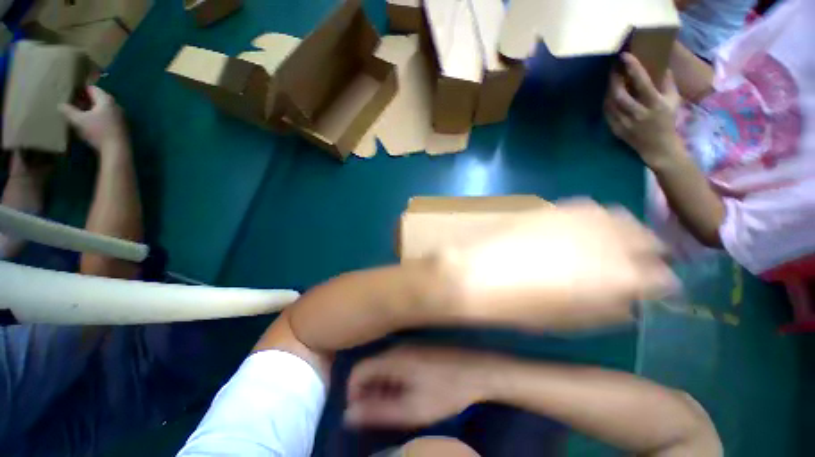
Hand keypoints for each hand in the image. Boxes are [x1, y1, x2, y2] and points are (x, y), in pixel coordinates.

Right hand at [59, 86, 128, 153]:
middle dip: (85, 100)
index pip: (92, 89)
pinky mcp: (121, 126)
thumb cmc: (98, 132)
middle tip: (72, 104)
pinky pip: (107, 117)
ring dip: (91, 109)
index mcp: (106, 100)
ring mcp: (120, 116)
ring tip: (79, 114)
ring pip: (103, 108)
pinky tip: (90, 124)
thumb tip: (60, 105)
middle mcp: (116, 105)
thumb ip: (68, 111)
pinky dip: (98, 117)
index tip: (70, 93)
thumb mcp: (79, 120)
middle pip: (98, 98)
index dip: (80, 90)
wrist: (117, 149)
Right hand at [345, 346, 488, 428]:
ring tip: (390, 409)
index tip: (357, 414)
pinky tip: (405, 396)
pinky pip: (396, 365)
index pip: (358, 371)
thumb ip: (379, 411)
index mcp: (393, 358)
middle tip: (375, 416)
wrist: (477, 371)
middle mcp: (397, 349)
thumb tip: (349, 415)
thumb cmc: (446, 390)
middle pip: (371, 369)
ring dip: (381, 389)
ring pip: (383, 367)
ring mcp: (409, 348)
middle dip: (367, 393)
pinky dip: (393, 382)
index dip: (352, 393)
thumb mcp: (412, 408)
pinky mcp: (418, 351)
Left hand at [438, 200, 676, 329]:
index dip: (661, 285)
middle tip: (640, 264)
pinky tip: (585, 230)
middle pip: (648, 239)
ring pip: (622, 218)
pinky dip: (597, 220)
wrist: (477, 272)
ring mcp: (581, 216)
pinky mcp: (555, 207)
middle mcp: (611, 239)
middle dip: (649, 253)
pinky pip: (590, 208)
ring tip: (615, 245)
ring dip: (625, 232)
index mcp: (622, 276)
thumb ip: (611, 309)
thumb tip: (630, 300)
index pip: (663, 278)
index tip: (656, 291)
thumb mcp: (573, 320)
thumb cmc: (522, 306)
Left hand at [604, 53, 682, 169]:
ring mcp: (625, 123)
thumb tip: (661, 62)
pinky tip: (608, 95)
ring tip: (611, 80)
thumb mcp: (674, 100)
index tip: (624, 56)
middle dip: (614, 79)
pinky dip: (606, 102)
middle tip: (613, 68)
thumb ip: (667, 82)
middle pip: (620, 94)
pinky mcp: (616, 130)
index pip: (642, 82)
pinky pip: (607, 113)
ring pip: (610, 103)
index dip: (632, 68)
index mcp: (656, 104)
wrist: (658, 147)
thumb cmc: (668, 121)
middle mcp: (638, 113)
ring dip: (609, 90)